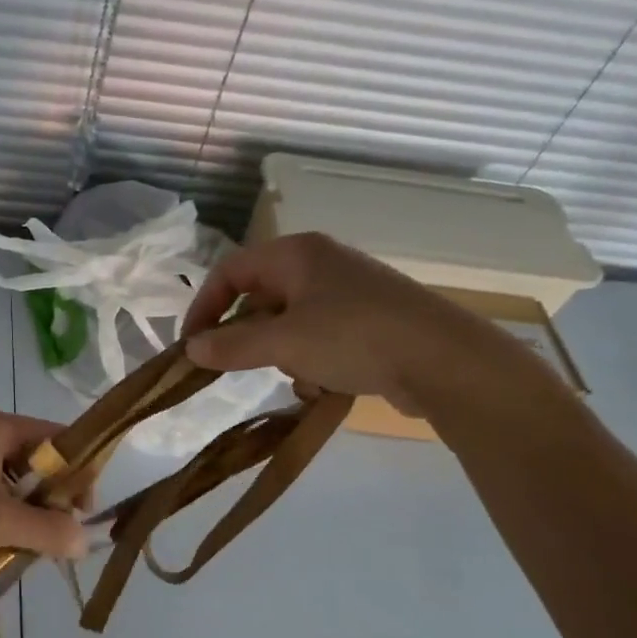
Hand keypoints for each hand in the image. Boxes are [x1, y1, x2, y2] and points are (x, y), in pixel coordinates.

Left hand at [0, 409, 89, 564]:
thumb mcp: (2, 522)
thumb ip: (49, 530)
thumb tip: (84, 542)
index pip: (56, 437)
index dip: (77, 470)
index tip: (83, 508)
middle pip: (35, 459)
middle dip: (50, 496)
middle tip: (59, 531)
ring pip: (13, 479)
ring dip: (27, 509)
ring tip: (31, 542)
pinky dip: (3, 513)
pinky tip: (2, 542)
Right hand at [182, 232, 558, 418]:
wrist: (445, 361)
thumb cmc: (354, 337)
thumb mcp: (283, 343)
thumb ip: (232, 346)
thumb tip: (191, 350)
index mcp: (296, 254)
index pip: (230, 271)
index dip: (204, 306)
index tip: (192, 346)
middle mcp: (321, 264)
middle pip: (260, 296)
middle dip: (245, 334)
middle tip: (231, 365)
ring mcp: (349, 292)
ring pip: (289, 321)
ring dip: (280, 352)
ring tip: (293, 376)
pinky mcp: (370, 320)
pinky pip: (320, 336)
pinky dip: (311, 360)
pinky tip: (323, 384)